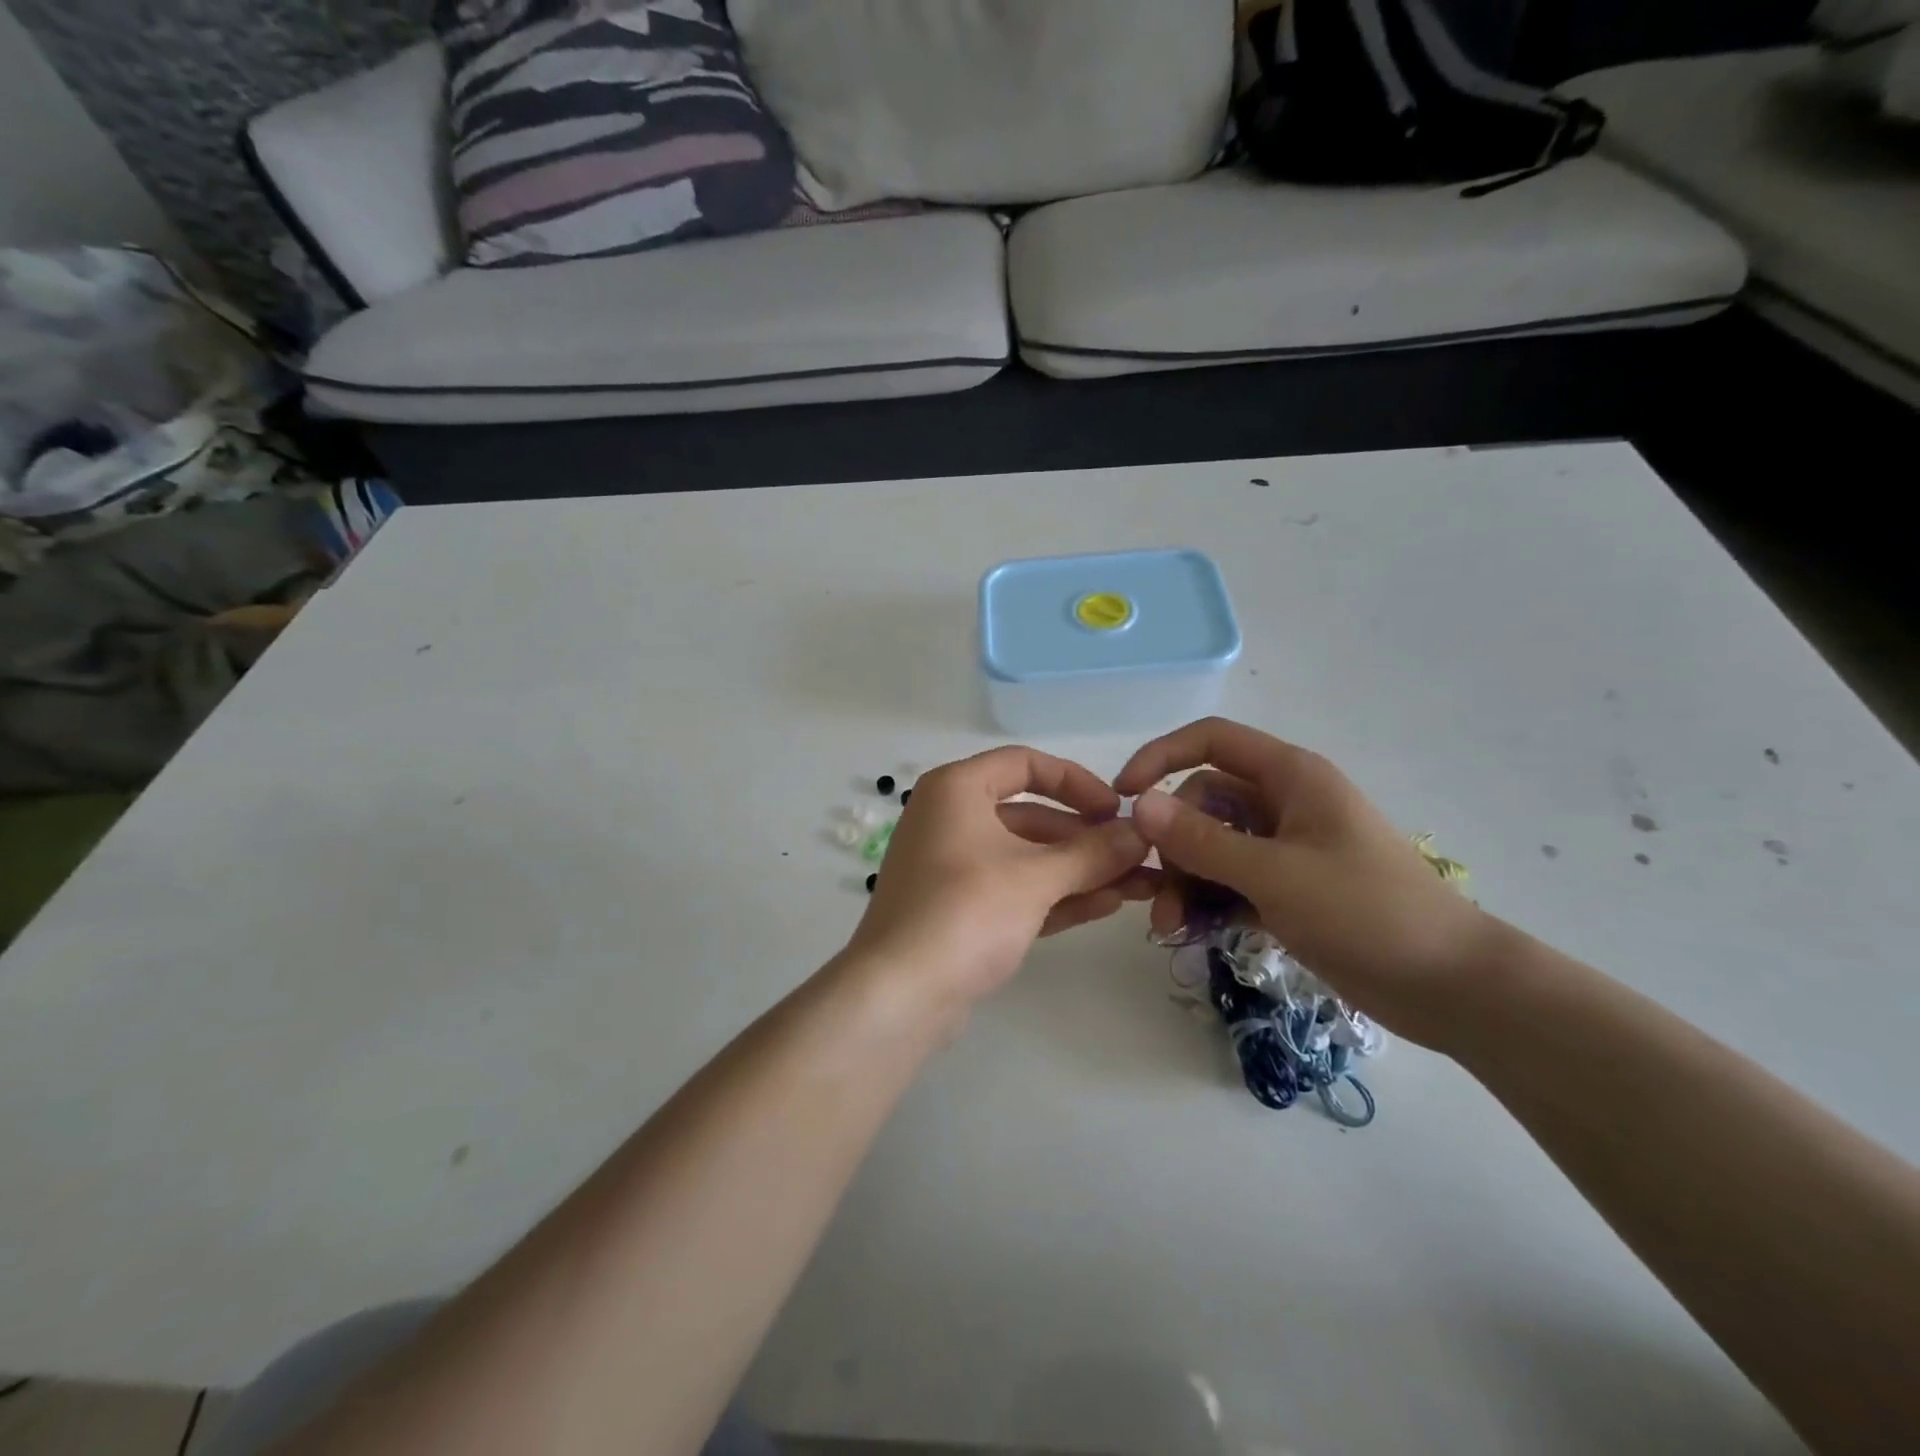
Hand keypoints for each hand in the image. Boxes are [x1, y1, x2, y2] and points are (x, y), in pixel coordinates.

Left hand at [843, 747, 1153, 1007]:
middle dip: (1087, 837)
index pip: (1025, 764)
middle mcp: (950, 819)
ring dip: (1079, 870)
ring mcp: (952, 866)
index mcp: (957, 790)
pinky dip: (1055, 895)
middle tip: (1137, 856)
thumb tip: (1142, 834)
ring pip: (1026, 857)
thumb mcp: (1036, 878)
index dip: (1076, 782)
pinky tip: (1106, 905)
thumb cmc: (966, 912)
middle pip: (1031, 815)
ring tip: (1138, 885)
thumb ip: (1093, 853)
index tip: (1117, 810)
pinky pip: (1014, 890)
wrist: (899, 994)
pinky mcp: (959, 909)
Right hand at [1114, 719, 1494, 1047]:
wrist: (1450, 985)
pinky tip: (1193, 930)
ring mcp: (1285, 847)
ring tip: (1171, 926)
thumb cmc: (1366, 912)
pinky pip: (1229, 879)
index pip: (1209, 740)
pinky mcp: (1287, 887)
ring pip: (1211, 845)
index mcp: (1289, 776)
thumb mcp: (1274, 874)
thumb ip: (1202, 840)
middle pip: (1202, 801)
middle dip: (1173, 842)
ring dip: (1184, 879)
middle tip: (1157, 891)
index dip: (1161, 757)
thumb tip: (1138, 805)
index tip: (1123, 796)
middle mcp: (1283, 802)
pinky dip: (1207, 899)